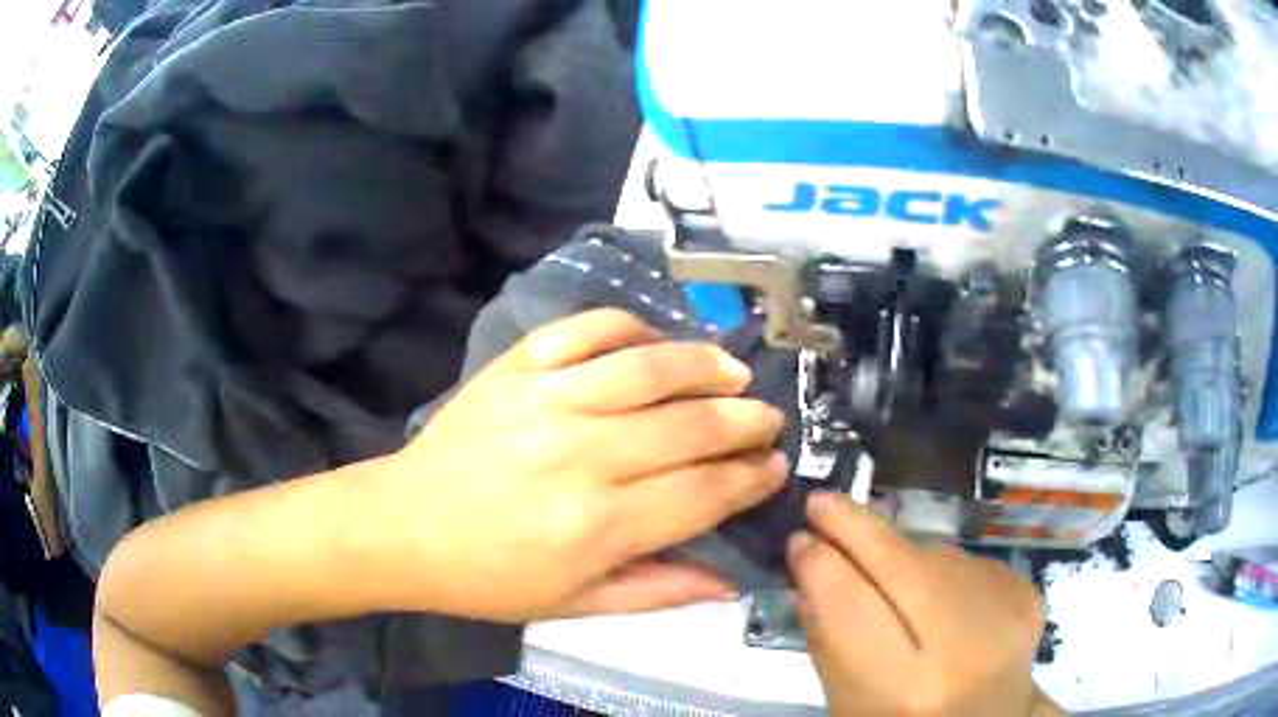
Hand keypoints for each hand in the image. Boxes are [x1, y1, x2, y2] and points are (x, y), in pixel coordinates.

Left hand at [359, 309, 787, 621]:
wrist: (404, 527)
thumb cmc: (488, 578)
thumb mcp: (575, 605)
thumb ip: (657, 591)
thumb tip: (729, 580)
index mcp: (599, 526)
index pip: (704, 493)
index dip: (750, 479)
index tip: (775, 467)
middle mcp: (583, 455)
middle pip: (690, 427)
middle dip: (744, 421)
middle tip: (767, 419)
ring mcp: (548, 399)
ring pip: (648, 368)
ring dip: (703, 365)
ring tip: (732, 371)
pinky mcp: (517, 367)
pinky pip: (585, 328)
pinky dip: (627, 326)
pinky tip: (651, 339)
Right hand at [789, 493, 1046, 715]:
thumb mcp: (847, 701)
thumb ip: (827, 636)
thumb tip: (811, 561)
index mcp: (905, 690)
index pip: (852, 608)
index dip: (821, 566)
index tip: (799, 538)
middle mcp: (963, 646)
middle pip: (903, 566)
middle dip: (856, 528)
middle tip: (821, 504)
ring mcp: (1005, 612)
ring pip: (936, 555)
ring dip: (901, 553)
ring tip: (884, 570)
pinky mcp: (1027, 592)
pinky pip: (968, 559)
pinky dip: (942, 567)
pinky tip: (937, 592)